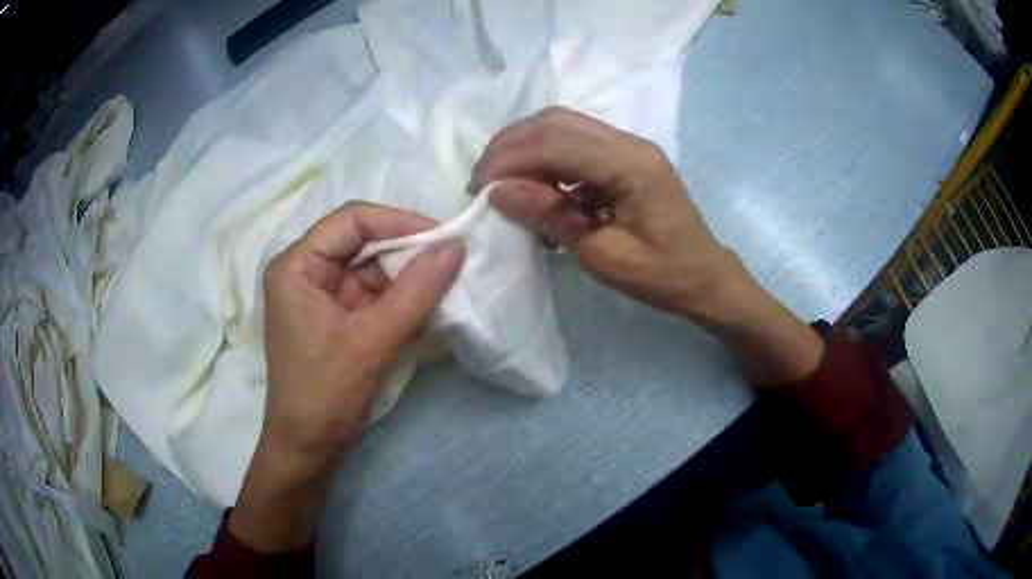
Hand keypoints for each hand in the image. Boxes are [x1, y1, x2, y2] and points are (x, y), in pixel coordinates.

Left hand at [230, 201, 463, 550]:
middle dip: (407, 254)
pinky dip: (401, 303)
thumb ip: (416, 291)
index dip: (399, 222)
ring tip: (444, 293)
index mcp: (297, 266)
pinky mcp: (338, 317)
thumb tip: (457, 245)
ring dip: (408, 282)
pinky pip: (375, 296)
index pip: (351, 221)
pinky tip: (425, 316)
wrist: (308, 447)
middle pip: (363, 243)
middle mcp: (306, 271)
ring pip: (373, 270)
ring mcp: (322, 295)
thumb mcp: (372, 341)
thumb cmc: (325, 393)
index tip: (444, 237)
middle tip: (451, 264)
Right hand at [473, 107, 822, 385]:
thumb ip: (552, 217)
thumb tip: (499, 192)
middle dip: (510, 147)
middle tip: (484, 183)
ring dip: (526, 150)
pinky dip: (547, 162)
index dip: (508, 161)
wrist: (706, 277)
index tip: (479, 191)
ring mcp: (629, 145)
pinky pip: (576, 144)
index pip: (554, 142)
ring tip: (504, 187)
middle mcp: (629, 142)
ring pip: (562, 126)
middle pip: (555, 121)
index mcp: (631, 165)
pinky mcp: (625, 156)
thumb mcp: (604, 256)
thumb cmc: (663, 276)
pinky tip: (539, 194)